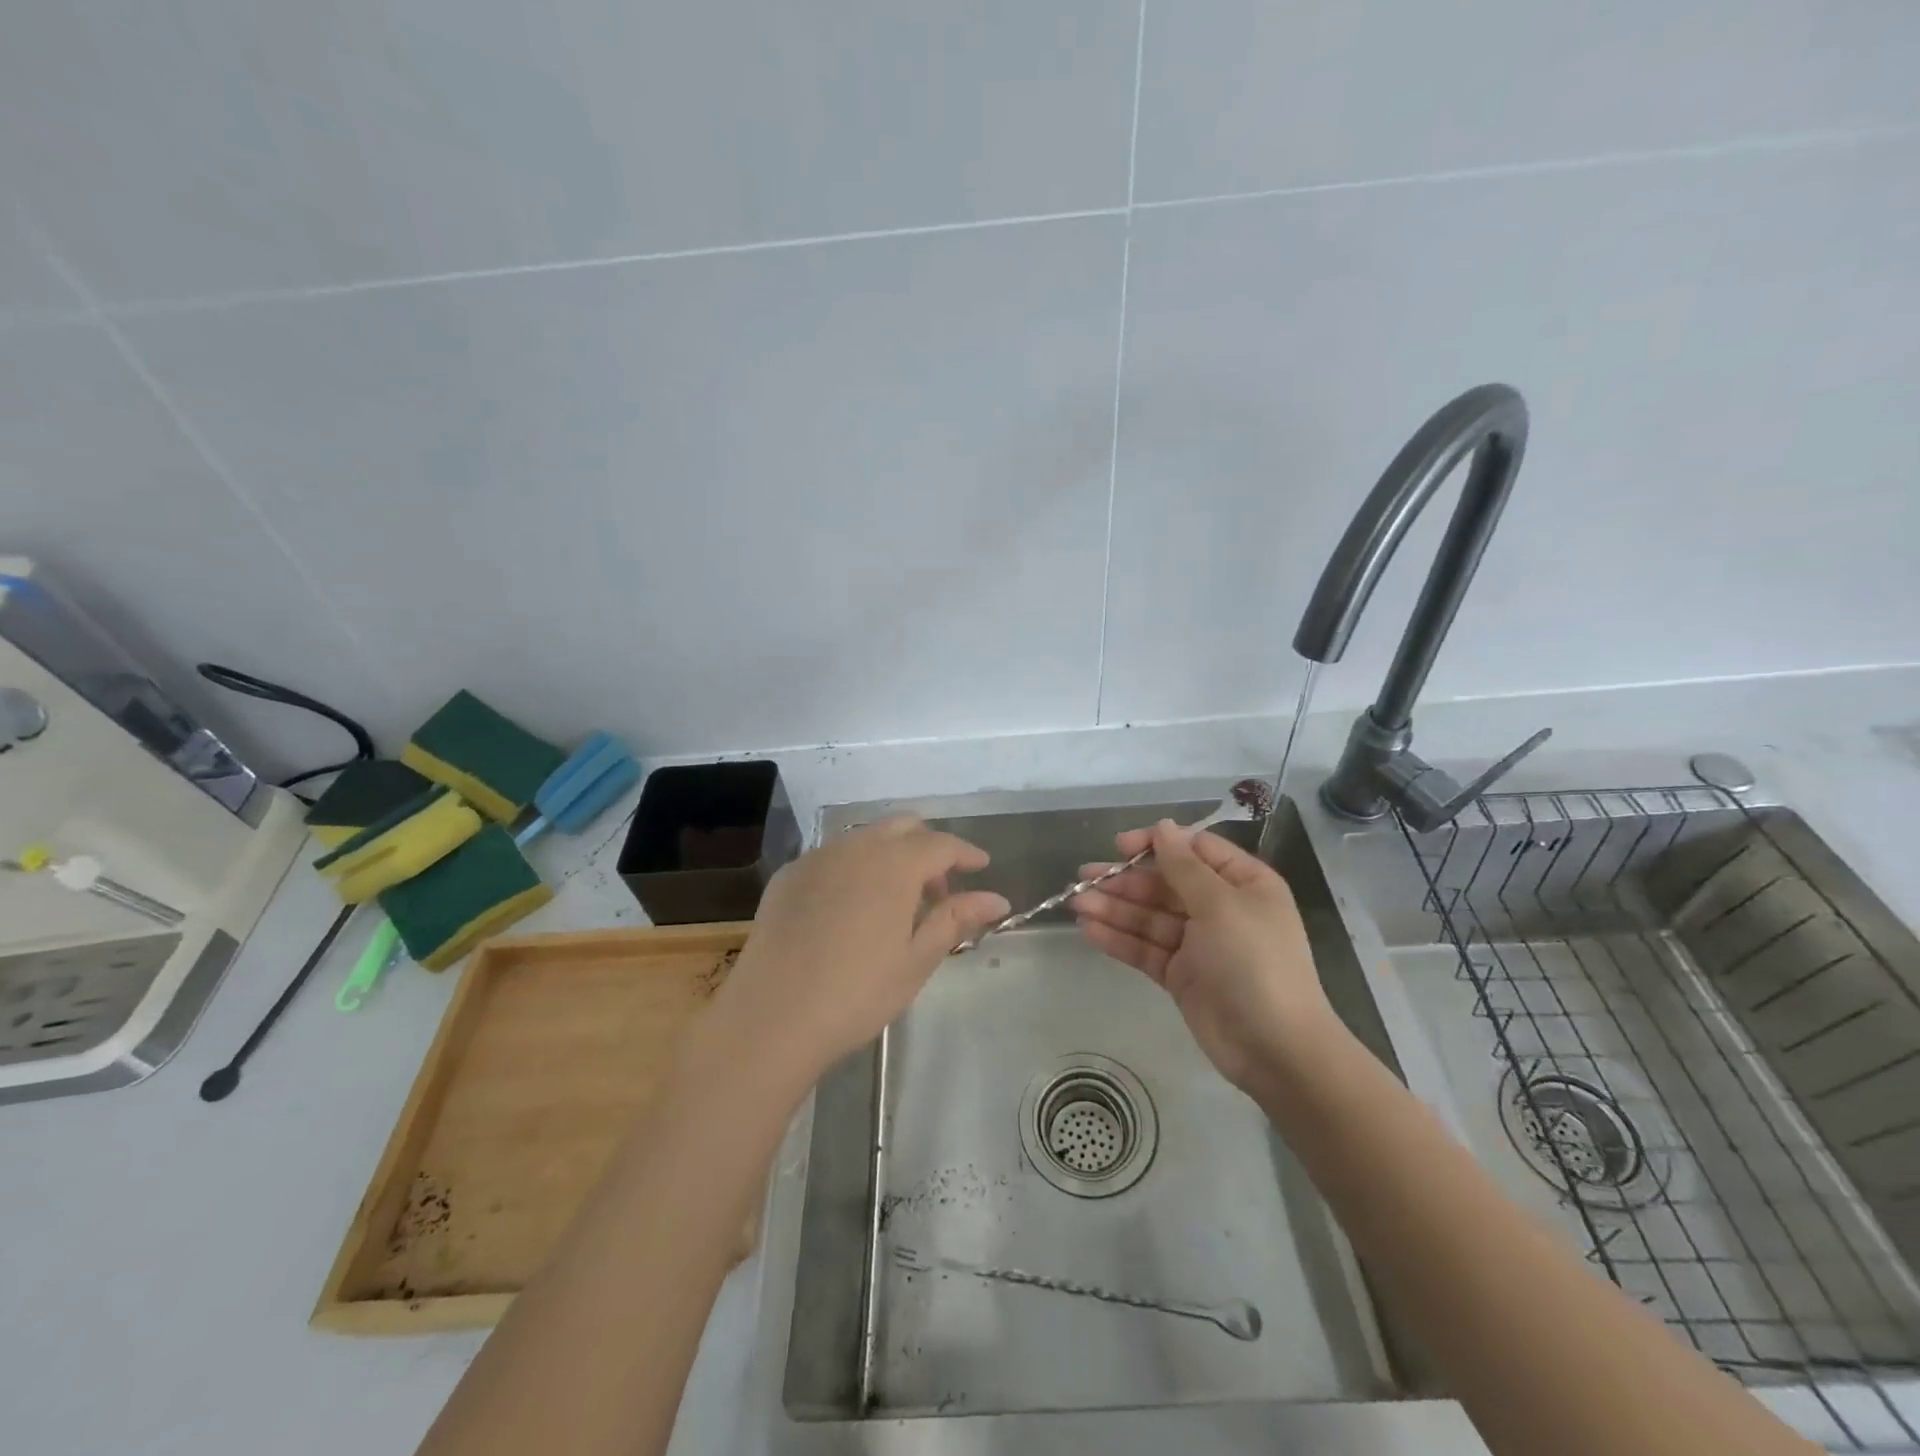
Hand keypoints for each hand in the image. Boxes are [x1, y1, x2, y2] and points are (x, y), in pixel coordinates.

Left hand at [707, 817, 1009, 1086]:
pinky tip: (851, 908)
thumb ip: (956, 918)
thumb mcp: (916, 959)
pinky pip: (832, 857)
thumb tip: (997, 898)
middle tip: (938, 890)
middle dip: (928, 848)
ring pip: (865, 838)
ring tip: (896, 902)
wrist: (772, 1016)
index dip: (965, 853)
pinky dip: (855, 868)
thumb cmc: (858, 993)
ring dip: (890, 855)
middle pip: (902, 827)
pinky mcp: (788, 876)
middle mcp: (856, 847)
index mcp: (894, 864)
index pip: (941, 843)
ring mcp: (817, 858)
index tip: (981, 866)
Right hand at [1072, 820, 1337, 1093]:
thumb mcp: (1221, 905)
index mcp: (1242, 884)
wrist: (1274, 1048)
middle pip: (1165, 884)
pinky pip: (1145, 948)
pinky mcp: (1180, 975)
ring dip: (1114, 908)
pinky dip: (1118, 938)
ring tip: (1076, 902)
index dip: (1155, 845)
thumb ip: (1184, 866)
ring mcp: (1199, 943)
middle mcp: (1220, 908)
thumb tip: (1163, 826)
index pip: (1193, 850)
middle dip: (1125, 880)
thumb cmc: (1254, 962)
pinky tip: (1087, 930)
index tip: (1119, 846)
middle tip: (1082, 877)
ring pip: (1149, 916)